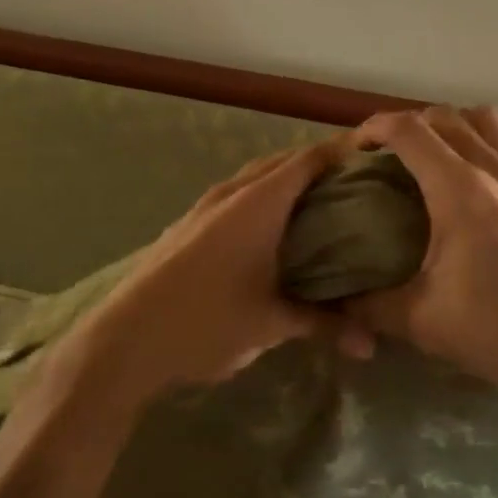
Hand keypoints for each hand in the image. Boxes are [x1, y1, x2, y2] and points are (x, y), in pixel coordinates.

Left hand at [66, 140, 367, 409]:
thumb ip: (324, 325)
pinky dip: (261, 198)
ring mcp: (204, 207)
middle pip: (283, 162)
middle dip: (318, 164)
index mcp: (259, 203)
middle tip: (354, 182)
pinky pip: (235, 195)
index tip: (373, 156)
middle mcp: (232, 193)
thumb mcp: (271, 324)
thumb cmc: (206, 322)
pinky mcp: (187, 225)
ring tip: (318, 201)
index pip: (309, 160)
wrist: (124, 340)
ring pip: (255, 178)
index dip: (341, 152)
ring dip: (286, 180)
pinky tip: (270, 229)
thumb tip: (372, 345)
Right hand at [349, 106, 497, 422]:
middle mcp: (495, 169)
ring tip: (443, 157)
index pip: (409, 130)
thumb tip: (339, 303)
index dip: (374, 128)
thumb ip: (372, 307)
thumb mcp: (424, 323)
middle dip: (410, 127)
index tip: (356, 148)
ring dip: (459, 126)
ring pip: (491, 120)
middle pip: (446, 117)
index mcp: (458, 189)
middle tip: (391, 159)